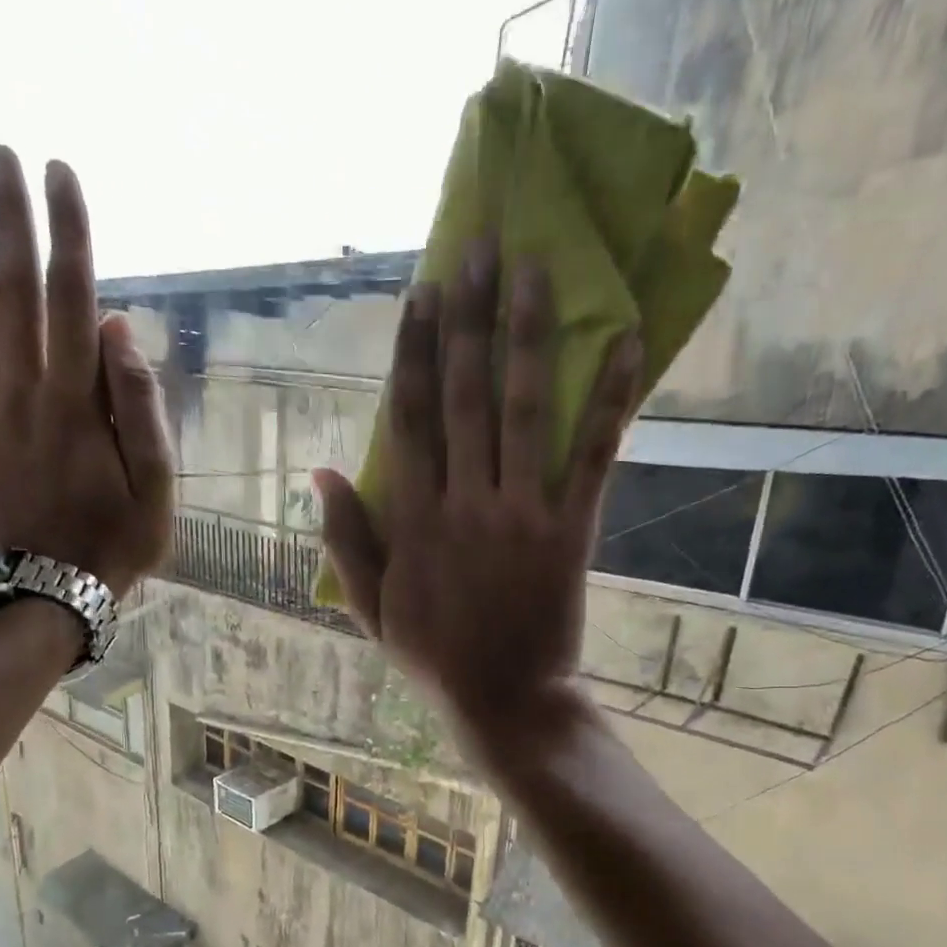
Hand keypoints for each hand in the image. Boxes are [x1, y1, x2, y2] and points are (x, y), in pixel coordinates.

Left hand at [0, 146, 172, 595]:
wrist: (54, 591)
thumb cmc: (118, 541)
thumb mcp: (156, 485)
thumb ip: (140, 407)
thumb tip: (119, 328)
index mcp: (80, 404)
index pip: (73, 301)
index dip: (69, 236)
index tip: (61, 174)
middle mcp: (27, 394)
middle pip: (16, 294)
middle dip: (10, 220)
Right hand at [314, 240, 642, 756]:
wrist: (504, 698)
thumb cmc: (433, 654)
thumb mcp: (369, 607)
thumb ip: (344, 539)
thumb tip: (320, 471)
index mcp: (413, 521)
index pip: (408, 419)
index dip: (412, 352)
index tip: (420, 294)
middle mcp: (465, 504)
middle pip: (464, 396)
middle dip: (468, 320)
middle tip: (479, 248)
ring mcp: (522, 513)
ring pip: (525, 410)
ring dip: (528, 336)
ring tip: (534, 269)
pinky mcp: (571, 530)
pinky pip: (592, 456)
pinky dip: (611, 399)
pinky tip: (625, 341)